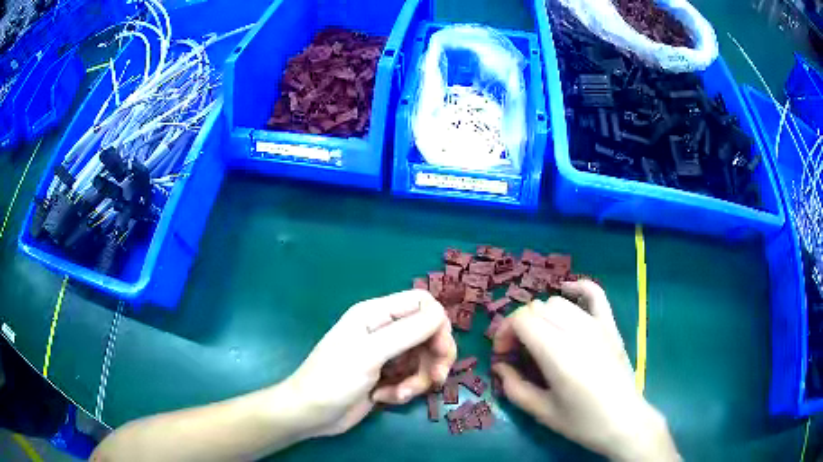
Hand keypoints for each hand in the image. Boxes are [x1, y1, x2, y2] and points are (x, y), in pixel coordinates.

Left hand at [282, 289, 455, 437]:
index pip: (422, 304)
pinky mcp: (386, 376)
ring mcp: (386, 354)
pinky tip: (384, 398)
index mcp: (376, 314)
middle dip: (434, 358)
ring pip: (423, 359)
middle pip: (429, 333)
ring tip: (397, 394)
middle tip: (435, 378)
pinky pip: (412, 377)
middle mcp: (384, 330)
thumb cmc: (333, 380)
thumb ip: (407, 332)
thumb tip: (440, 316)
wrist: (310, 415)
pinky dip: (405, 390)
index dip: (438, 325)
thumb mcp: (370, 354)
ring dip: (417, 379)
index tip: (440, 351)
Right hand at [492, 280, 678, 461]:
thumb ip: (514, 387)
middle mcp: (576, 331)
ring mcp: (596, 324)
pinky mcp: (610, 325)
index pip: (521, 319)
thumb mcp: (541, 412)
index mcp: (557, 353)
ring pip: (558, 302)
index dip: (504, 332)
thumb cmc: (582, 422)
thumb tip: (500, 366)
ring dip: (541, 316)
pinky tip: (567, 293)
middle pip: (536, 308)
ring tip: (540, 338)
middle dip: (519, 326)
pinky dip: (577, 288)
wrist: (624, 421)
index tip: (502, 354)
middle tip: (518, 352)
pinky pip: (594, 293)